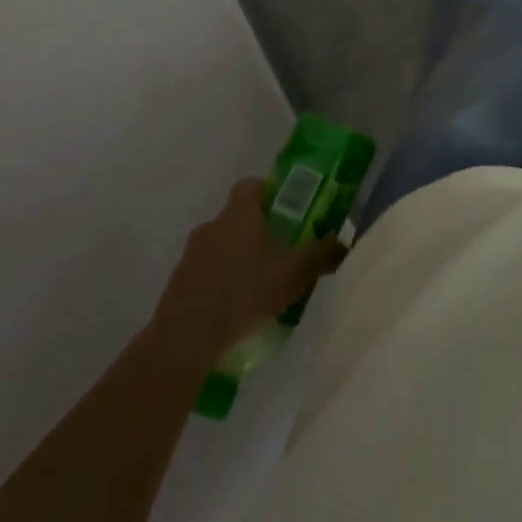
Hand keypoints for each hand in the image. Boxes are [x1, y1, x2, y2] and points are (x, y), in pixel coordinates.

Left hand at [151, 179, 347, 358]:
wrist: (187, 337)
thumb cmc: (246, 292)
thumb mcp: (295, 274)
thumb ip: (322, 254)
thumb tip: (343, 243)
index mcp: (240, 214)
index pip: (251, 185)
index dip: (268, 191)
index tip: (286, 209)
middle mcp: (212, 226)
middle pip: (237, 217)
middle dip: (257, 230)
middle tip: (280, 251)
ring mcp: (191, 255)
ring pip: (221, 245)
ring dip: (237, 258)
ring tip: (259, 285)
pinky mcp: (178, 283)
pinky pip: (206, 272)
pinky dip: (221, 282)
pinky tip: (236, 308)